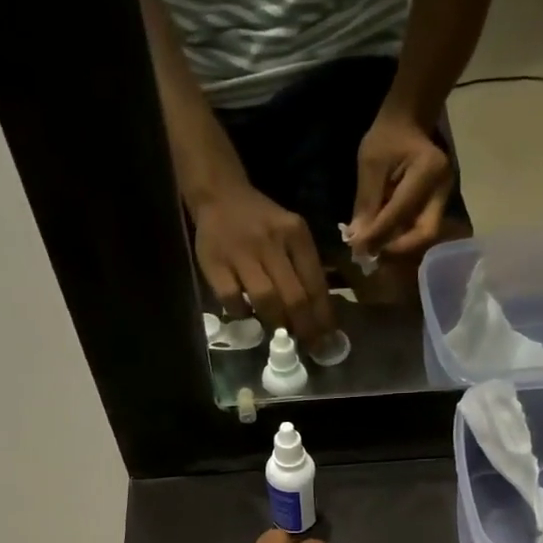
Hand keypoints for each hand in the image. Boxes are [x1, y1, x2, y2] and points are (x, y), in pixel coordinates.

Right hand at [191, 183, 335, 345]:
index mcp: (295, 234)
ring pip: (265, 300)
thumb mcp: (291, 234)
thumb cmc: (262, 222)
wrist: (219, 195)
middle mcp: (270, 241)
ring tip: (281, 335)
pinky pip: (232, 299)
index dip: (323, 317)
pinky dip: (242, 313)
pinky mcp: (214, 263)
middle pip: (293, 296)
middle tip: (310, 347)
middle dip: (305, 328)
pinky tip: (248, 315)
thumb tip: (319, 315)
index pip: (315, 283)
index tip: (328, 339)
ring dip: (276, 322)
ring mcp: (240, 252)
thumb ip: (305, 268)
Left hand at [348, 109, 453, 259]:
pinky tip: (385, 242)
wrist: (409, 124)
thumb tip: (358, 240)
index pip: (401, 212)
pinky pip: (420, 231)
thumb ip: (366, 203)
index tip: (358, 249)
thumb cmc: (387, 138)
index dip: (379, 235)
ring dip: (399, 248)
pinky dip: (402, 241)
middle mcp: (442, 188)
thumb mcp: (370, 163)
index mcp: (428, 169)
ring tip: (376, 250)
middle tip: (373, 255)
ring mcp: (444, 199)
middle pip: (425, 233)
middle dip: (398, 249)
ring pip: (424, 237)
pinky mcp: (438, 207)